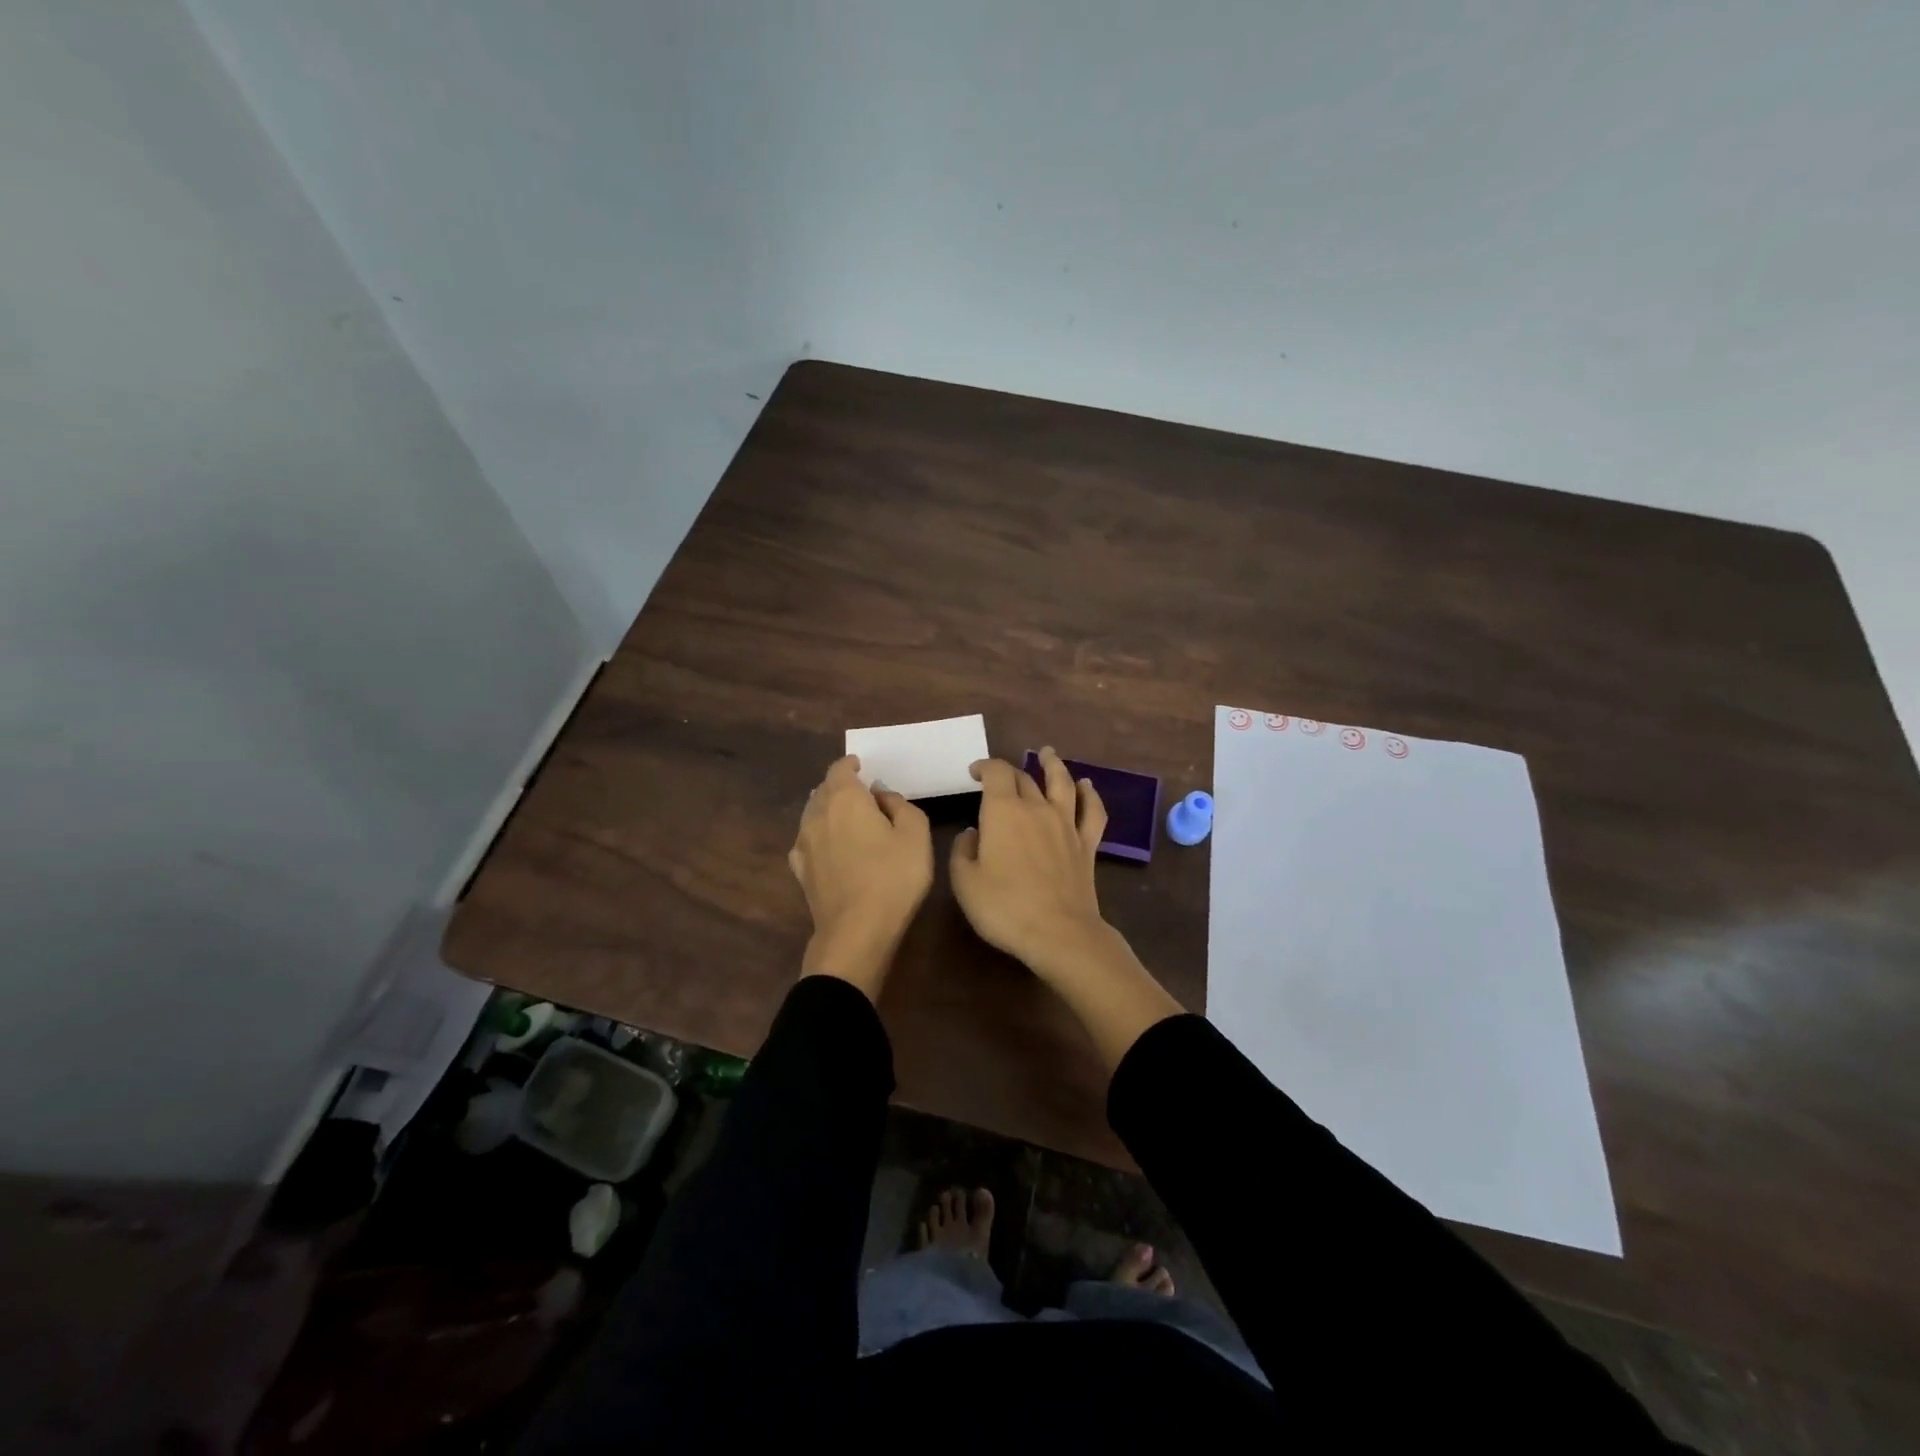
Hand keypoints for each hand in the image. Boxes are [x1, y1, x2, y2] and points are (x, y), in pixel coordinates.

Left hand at [789, 755, 933, 998]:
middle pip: (823, 789)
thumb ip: (900, 804)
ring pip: (811, 813)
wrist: (857, 931)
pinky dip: (817, 836)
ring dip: (827, 810)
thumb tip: (880, 794)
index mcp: (845, 799)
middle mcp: (818, 814)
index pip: (840, 769)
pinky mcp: (800, 870)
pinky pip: (806, 841)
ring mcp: (804, 843)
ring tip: (846, 819)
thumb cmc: (893, 877)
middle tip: (860, 793)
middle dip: (840, 786)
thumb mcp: (916, 834)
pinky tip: (828, 846)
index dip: (850, 765)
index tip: (862, 766)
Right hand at [948, 747, 1110, 979]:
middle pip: (1025, 778)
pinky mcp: (1086, 844)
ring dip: (1053, 765)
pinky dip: (1090, 795)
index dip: (984, 767)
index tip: (974, 772)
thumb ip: (962, 851)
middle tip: (999, 776)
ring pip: (1062, 783)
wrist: (1058, 933)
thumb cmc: (1004, 907)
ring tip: (1048, 753)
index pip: (996, 773)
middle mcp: (1036, 808)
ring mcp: (1066, 825)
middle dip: (1010, 772)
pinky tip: (1087, 786)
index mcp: (1003, 811)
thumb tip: (972, 834)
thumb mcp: (965, 882)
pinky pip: (1092, 811)